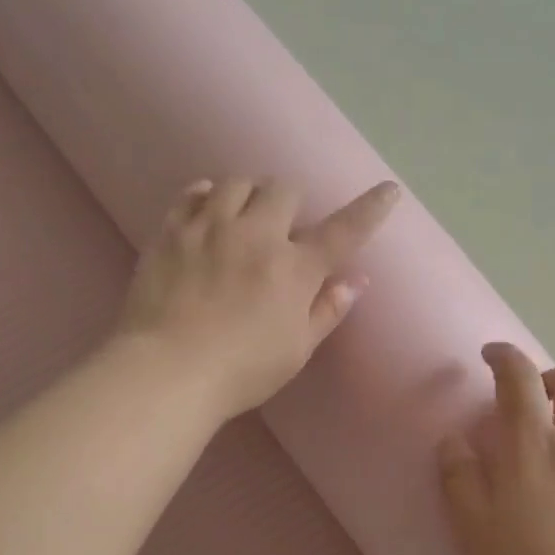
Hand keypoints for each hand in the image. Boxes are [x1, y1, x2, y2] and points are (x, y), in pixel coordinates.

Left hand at [116, 176, 399, 420]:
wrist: (165, 371)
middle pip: (283, 190)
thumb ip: (327, 311)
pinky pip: (192, 192)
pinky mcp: (172, 231)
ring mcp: (210, 228)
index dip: (370, 209)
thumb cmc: (241, 371)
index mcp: (294, 269)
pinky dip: (206, 195)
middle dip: (289, 202)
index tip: (389, 190)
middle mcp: (256, 236)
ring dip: (248, 194)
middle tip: (282, 226)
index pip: (343, 231)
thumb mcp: (296, 350)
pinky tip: (207, 209)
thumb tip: (356, 280)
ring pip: (237, 182)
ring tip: (242, 216)